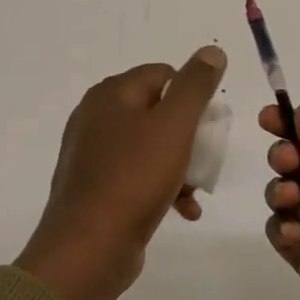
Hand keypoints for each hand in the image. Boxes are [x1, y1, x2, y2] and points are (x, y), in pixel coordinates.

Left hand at [16, 46, 228, 299]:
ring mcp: (93, 153)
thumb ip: (195, 86)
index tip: (208, 127)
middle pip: (158, 111)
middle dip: (188, 136)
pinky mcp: (96, 185)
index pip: (163, 74)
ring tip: (196, 192)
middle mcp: (97, 116)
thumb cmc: (134, 179)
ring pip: (150, 146)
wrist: (87, 249)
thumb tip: (211, 50)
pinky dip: (162, 186)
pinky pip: (136, 174)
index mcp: (111, 94)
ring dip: (180, 165)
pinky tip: (183, 211)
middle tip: (205, 159)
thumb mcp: (174, 126)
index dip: (191, 97)